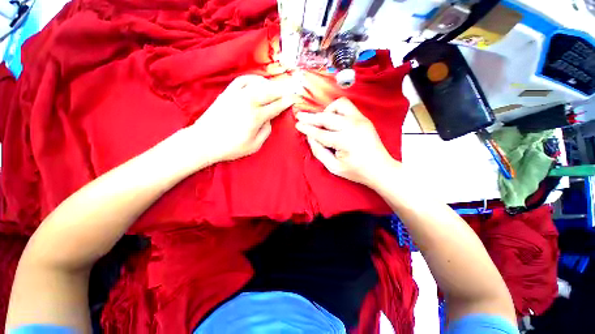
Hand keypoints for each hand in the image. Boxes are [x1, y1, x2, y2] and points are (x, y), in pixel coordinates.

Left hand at [188, 75, 294, 164]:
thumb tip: (269, 119)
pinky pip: (243, 80)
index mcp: (256, 117)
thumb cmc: (231, 147)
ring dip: (271, 83)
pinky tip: (259, 81)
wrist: (204, 141)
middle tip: (292, 88)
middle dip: (284, 89)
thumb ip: (266, 131)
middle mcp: (248, 102)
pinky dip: (253, 78)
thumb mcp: (254, 146)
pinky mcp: (227, 92)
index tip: (295, 98)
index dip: (288, 101)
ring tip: (277, 86)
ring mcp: (237, 95)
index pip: (277, 106)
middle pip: (271, 91)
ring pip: (258, 83)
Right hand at [295, 97, 397, 186]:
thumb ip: (319, 151)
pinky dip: (336, 111)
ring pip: (339, 105)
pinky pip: (347, 107)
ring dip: (327, 111)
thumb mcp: (334, 167)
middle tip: (300, 116)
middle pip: (327, 117)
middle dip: (311, 117)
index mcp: (345, 141)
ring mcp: (361, 120)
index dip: (307, 128)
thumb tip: (310, 137)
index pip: (320, 133)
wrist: (380, 169)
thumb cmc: (356, 171)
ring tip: (322, 122)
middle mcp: (353, 126)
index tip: (297, 124)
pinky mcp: (364, 118)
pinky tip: (333, 121)